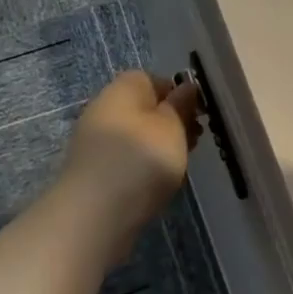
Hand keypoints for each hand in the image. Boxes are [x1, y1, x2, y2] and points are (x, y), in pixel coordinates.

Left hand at [57, 71, 201, 256]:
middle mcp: (104, 109)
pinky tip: (157, 183)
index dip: (178, 93)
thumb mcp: (172, 127)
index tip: (198, 114)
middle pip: (144, 108)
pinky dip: (144, 166)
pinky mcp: (94, 171)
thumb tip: (186, 87)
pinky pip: (126, 158)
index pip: (152, 79)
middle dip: (171, 122)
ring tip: (180, 165)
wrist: (94, 214)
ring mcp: (95, 142)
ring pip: (137, 135)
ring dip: (159, 146)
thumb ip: (181, 105)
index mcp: (122, 89)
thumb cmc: (141, 160)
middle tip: (194, 141)